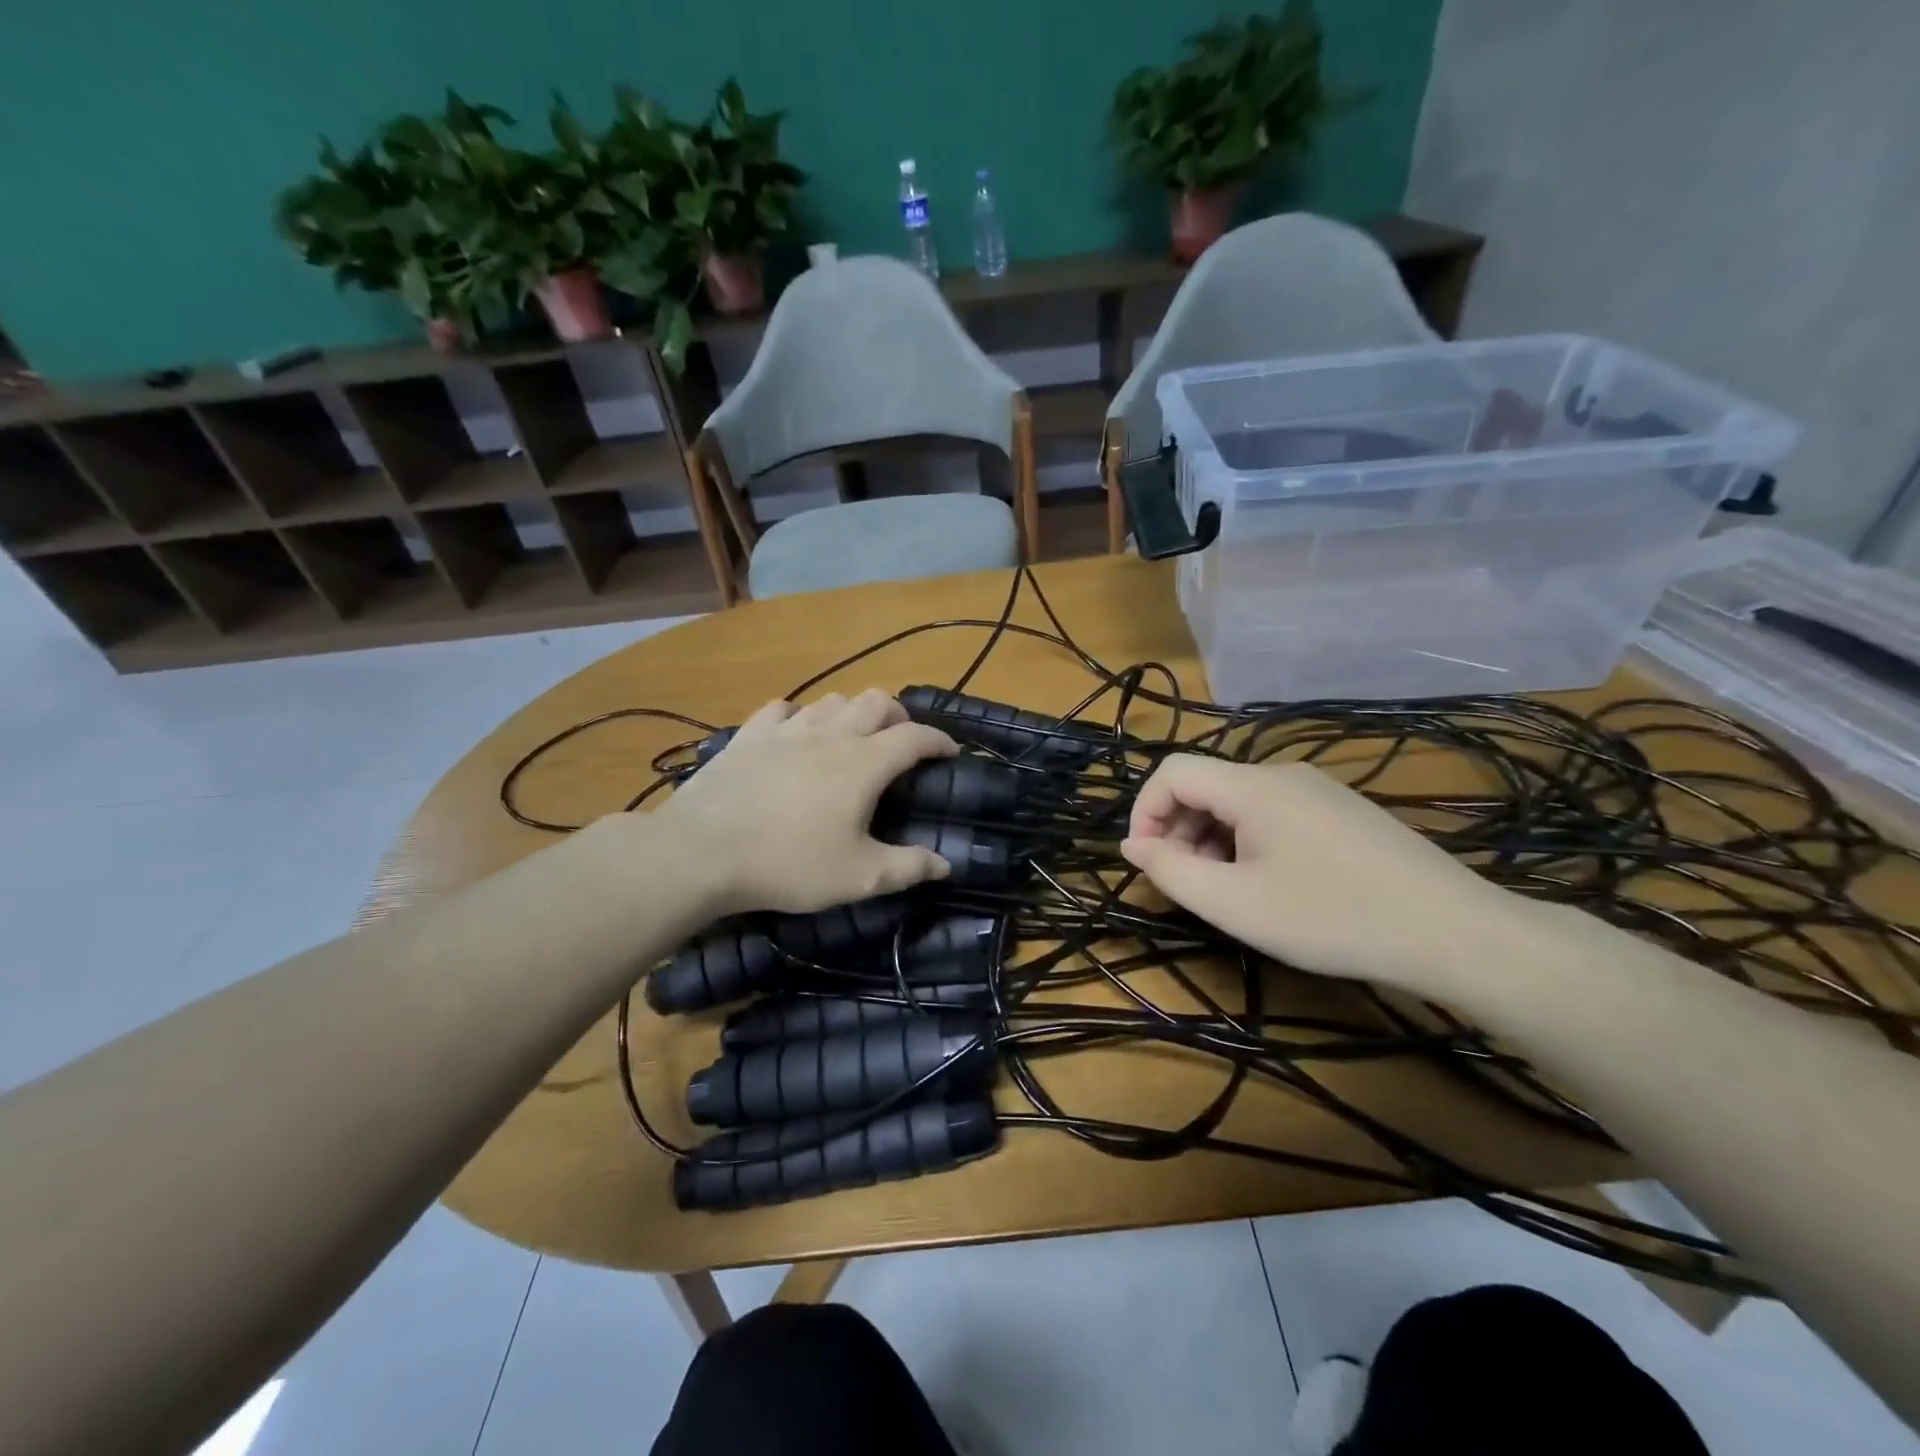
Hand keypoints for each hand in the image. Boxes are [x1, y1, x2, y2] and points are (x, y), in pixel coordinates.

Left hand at [661, 690, 958, 915]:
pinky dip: (799, 716)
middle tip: (900, 741)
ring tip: (852, 736)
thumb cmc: (789, 863)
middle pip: (876, 701)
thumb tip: (946, 864)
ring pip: (831, 700)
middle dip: (898, 715)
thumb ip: (907, 868)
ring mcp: (787, 730)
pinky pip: (782, 709)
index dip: (938, 739)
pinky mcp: (749, 735)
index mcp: (864, 763)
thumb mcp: (858, 877)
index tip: (950, 750)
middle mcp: (831, 734)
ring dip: (852, 712)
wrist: (702, 851)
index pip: (915, 736)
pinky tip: (795, 733)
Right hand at [1120, 755, 1522, 995]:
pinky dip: (1249, 843)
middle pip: (1205, 786)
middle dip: (1180, 833)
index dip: (1145, 812)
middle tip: (1191, 888)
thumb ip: (1171, 872)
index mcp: (1253, 786)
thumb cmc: (1331, 917)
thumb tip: (1134, 845)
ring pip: (1238, 803)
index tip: (1149, 864)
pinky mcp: (1342, 812)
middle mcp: (1282, 774)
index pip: (1172, 772)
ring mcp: (1317, 790)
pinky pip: (1272, 814)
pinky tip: (1272, 886)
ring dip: (1213, 842)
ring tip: (1232, 894)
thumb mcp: (1235, 904)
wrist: (1453, 933)